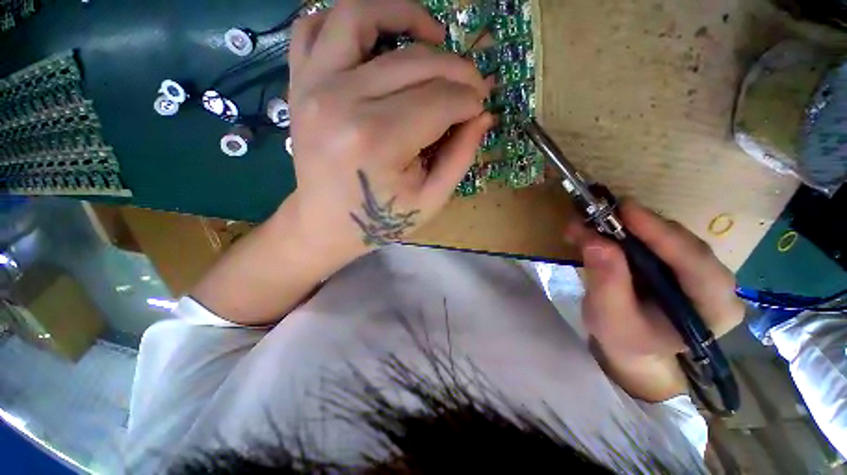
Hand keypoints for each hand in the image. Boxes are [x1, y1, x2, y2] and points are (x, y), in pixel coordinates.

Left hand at [287, 0, 492, 259]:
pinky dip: (347, 20)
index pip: (441, 100)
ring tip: (431, 36)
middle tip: (470, 85)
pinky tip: (376, 40)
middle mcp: (343, 101)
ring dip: (404, 14)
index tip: (480, 107)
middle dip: (456, 69)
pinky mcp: (299, 84)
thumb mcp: (430, 199)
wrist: (326, 224)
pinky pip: (313, 25)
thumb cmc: (380, 220)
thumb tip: (483, 114)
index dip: (470, 100)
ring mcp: (313, 86)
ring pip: (360, 15)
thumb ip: (461, 156)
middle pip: (414, 61)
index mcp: (379, 140)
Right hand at [564, 201, 744, 361]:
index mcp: (714, 308)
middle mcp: (715, 282)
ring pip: (666, 234)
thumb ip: (606, 281)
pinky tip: (599, 229)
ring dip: (626, 225)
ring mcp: (698, 268)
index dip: (661, 234)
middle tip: (598, 212)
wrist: (630, 344)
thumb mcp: (610, 316)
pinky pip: (653, 236)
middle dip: (638, 225)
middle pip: (682, 242)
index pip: (696, 263)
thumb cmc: (624, 339)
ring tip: (590, 221)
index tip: (625, 210)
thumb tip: (595, 240)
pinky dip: (623, 229)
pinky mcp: (677, 259)